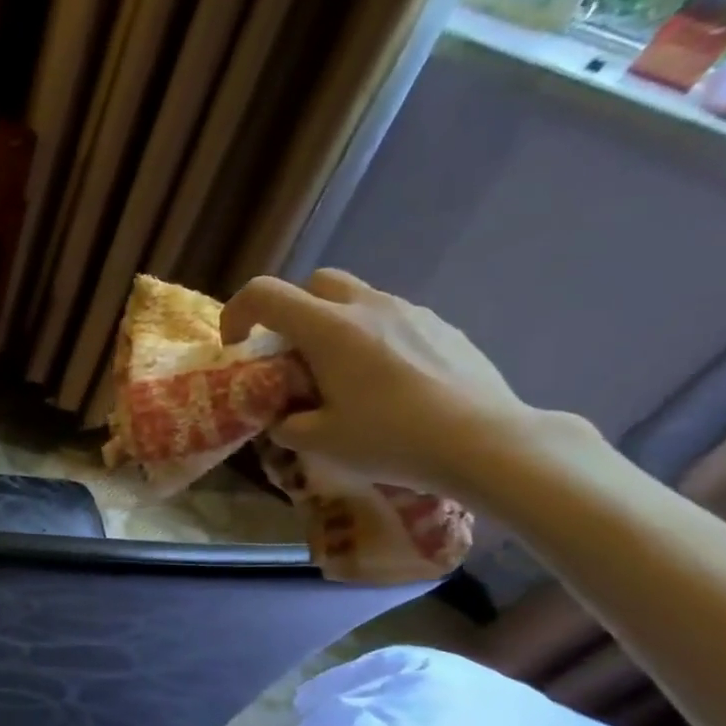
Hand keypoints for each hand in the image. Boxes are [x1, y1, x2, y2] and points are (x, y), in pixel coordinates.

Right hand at [220, 270, 544, 495]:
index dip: (237, 313)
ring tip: (341, 375)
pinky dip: (373, 339)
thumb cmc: (392, 439)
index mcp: (329, 329)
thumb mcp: (319, 442)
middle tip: (291, 356)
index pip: (264, 294)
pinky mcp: (443, 327)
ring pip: (357, 299)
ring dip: (334, 326)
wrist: (487, 442)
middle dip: (291, 312)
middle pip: (315, 283)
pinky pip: (393, 319)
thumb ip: (286, 423)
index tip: (238, 347)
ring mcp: (412, 312)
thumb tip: (282, 417)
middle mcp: (368, 307)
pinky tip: (386, 383)